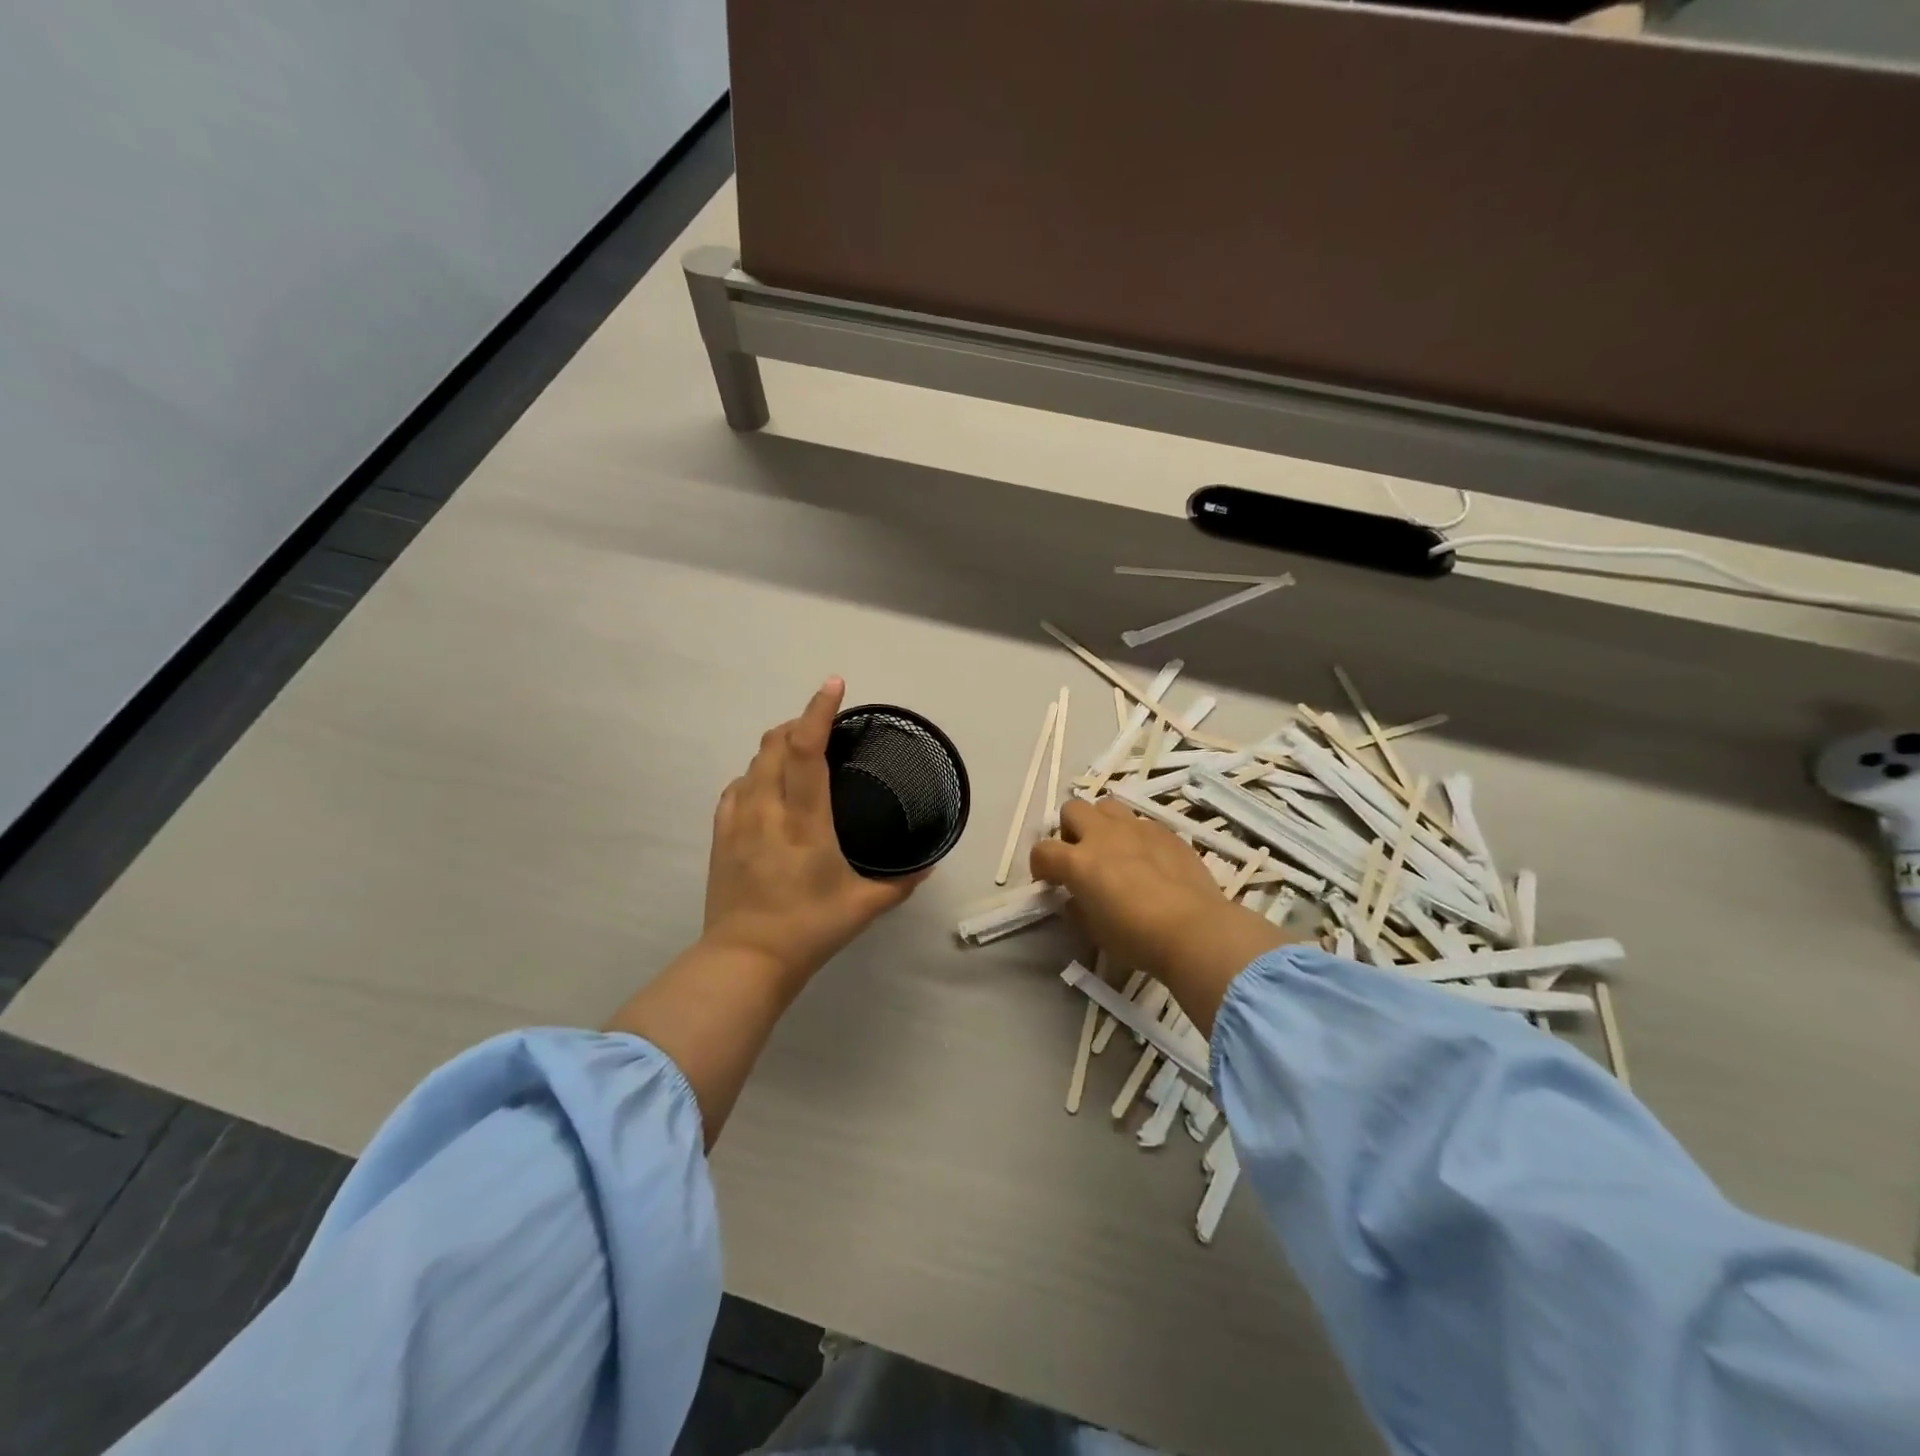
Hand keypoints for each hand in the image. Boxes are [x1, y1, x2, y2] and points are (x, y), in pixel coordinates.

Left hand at [702, 678, 926, 990]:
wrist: (744, 961)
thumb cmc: (809, 930)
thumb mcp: (864, 906)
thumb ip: (901, 882)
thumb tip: (930, 863)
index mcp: (804, 821)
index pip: (804, 751)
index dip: (818, 712)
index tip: (834, 685)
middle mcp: (767, 810)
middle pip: (774, 743)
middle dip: (800, 723)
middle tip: (827, 728)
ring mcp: (738, 820)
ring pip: (754, 761)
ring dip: (778, 746)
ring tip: (802, 754)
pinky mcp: (721, 833)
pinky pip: (738, 786)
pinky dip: (757, 774)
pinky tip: (770, 788)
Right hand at [1031, 798, 1289, 1033]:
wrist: (1194, 930)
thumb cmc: (1137, 938)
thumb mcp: (1094, 931)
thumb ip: (1078, 908)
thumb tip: (1075, 898)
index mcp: (1078, 862)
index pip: (1043, 850)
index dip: (1039, 865)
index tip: (1049, 881)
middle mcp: (1103, 835)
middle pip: (1073, 809)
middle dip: (1070, 829)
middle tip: (1080, 855)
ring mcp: (1137, 829)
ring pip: (1107, 806)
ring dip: (1101, 823)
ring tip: (1112, 849)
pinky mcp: (1166, 832)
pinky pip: (1142, 823)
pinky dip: (1135, 836)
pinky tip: (1148, 861)